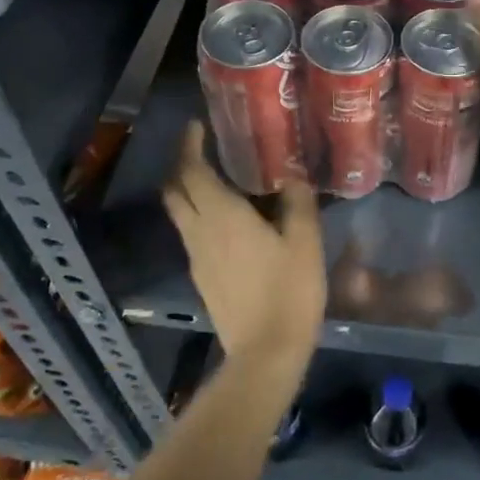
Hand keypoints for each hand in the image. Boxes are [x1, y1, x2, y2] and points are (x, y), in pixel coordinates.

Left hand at [162, 121, 325, 360]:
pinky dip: (200, 216)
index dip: (189, 146)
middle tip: (204, 150)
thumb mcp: (305, 241)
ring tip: (220, 182)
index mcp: (221, 215)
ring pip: (181, 214)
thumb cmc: (288, 290)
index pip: (191, 171)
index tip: (197, 126)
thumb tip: (292, 175)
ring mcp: (196, 257)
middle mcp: (199, 231)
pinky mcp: (202, 278)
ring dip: (190, 192)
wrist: (265, 352)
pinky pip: (192, 235)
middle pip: (175, 191)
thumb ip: (298, 202)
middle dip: (183, 166)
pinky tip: (229, 222)